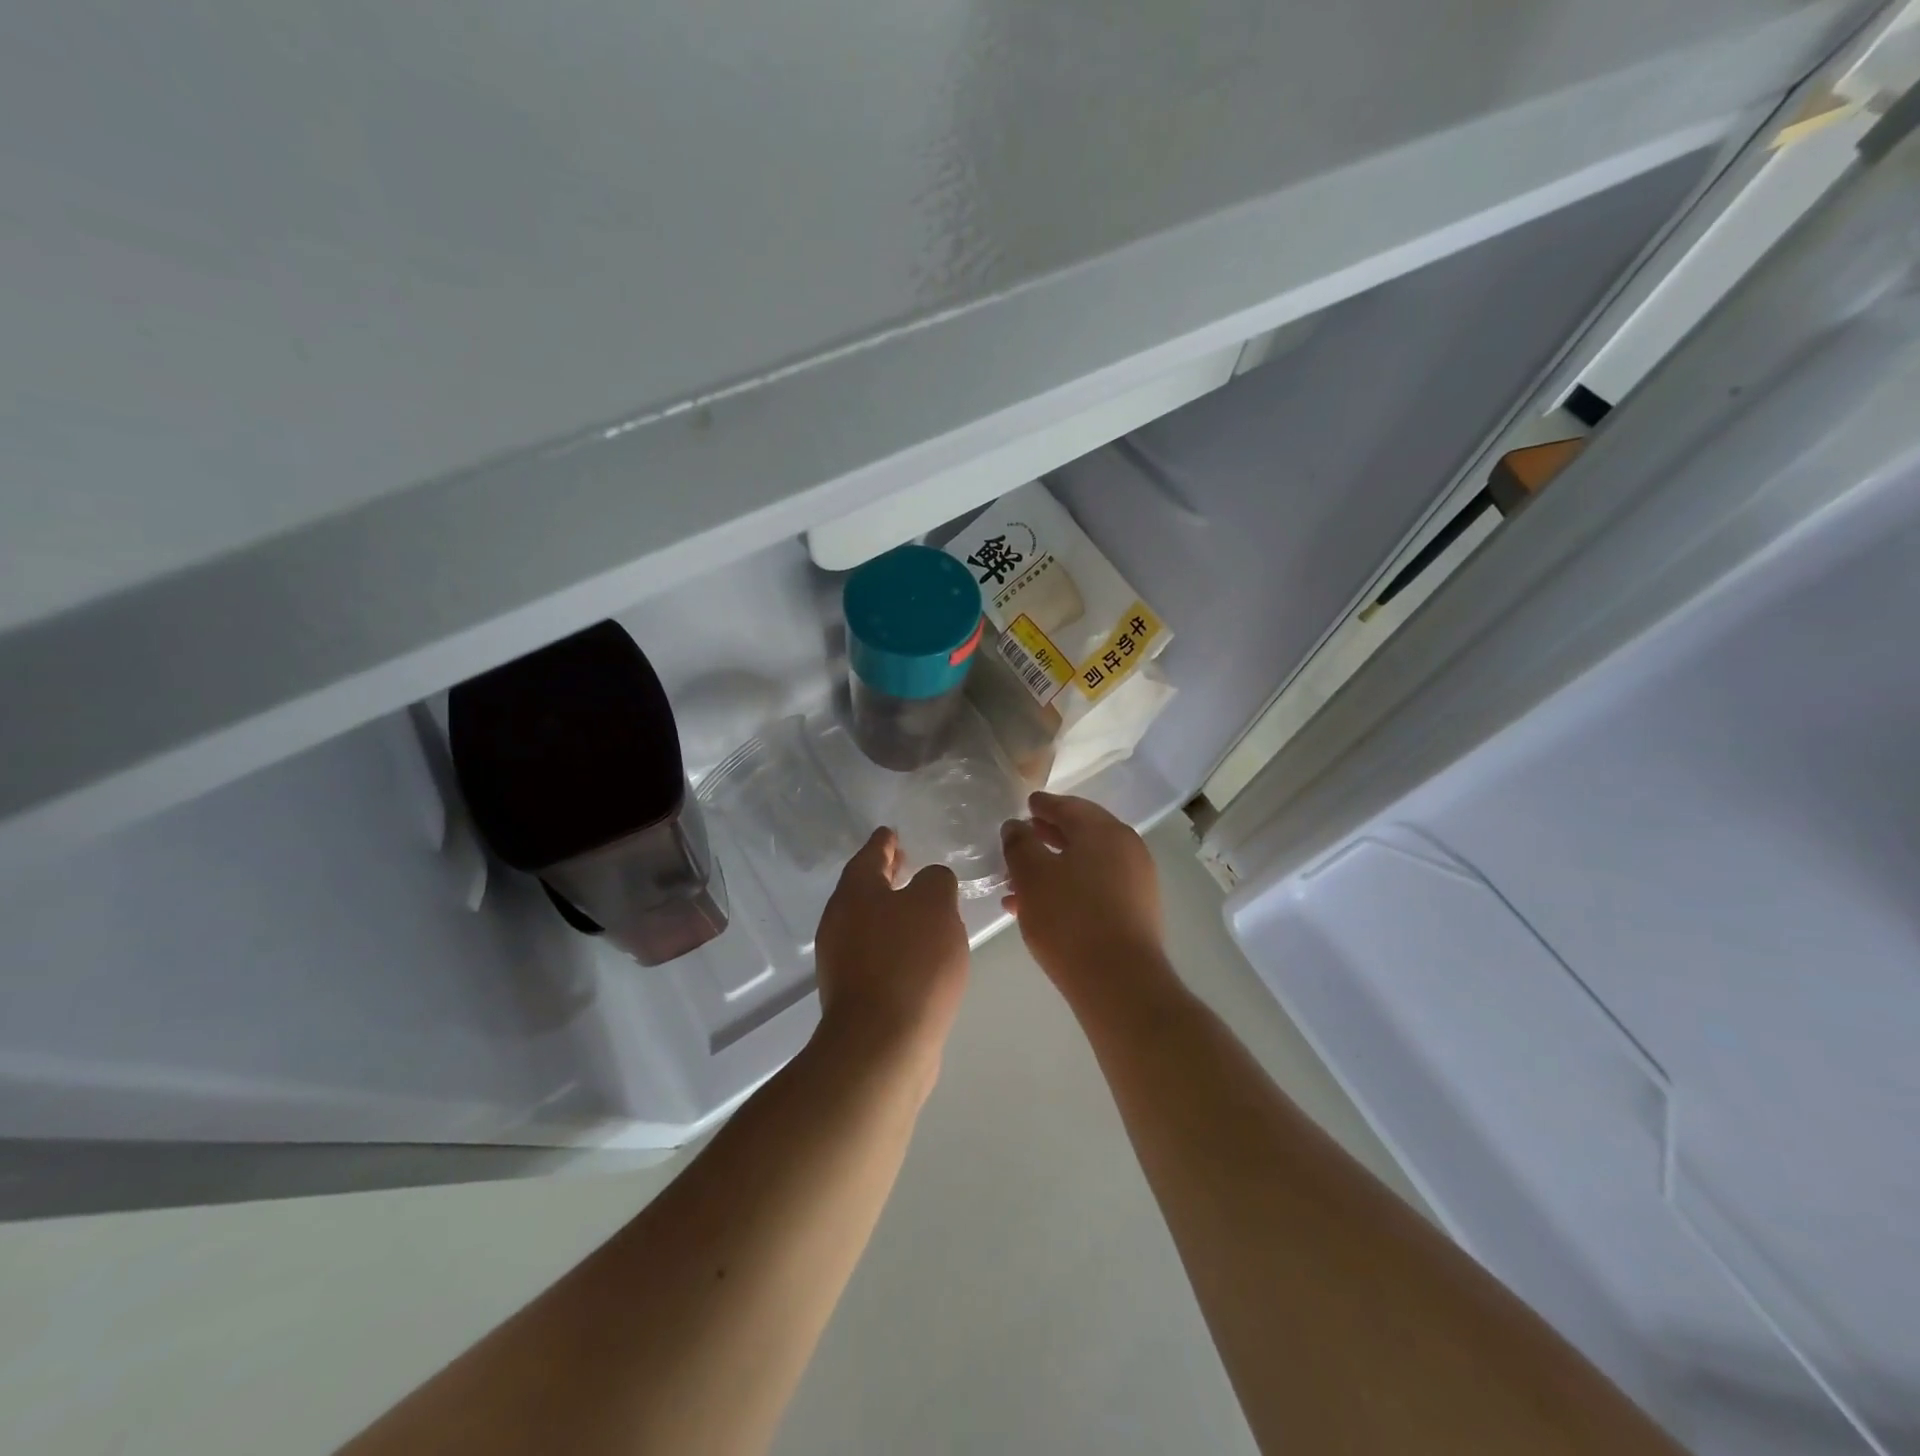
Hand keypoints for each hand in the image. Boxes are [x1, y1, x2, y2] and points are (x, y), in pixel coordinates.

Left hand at [815, 828, 970, 1069]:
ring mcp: (842, 960)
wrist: (883, 1044)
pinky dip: (894, 941)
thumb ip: (936, 881)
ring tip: (920, 907)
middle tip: (906, 862)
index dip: (884, 842)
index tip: (891, 832)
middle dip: (886, 874)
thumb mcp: (935, 905)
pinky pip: (875, 952)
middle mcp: (840, 921)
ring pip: (868, 921)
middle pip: (864, 888)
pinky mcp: (853, 993)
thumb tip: (930, 883)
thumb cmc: (910, 962)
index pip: (869, 854)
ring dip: (891, 910)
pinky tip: (918, 951)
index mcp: (855, 893)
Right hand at [1000, 793, 1165, 999]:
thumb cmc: (1070, 920)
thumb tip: (1016, 826)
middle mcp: (1127, 850)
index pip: (1070, 807)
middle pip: (1082, 834)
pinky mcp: (1136, 913)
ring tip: (1018, 884)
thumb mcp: (1032, 876)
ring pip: (1086, 865)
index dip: (1044, 805)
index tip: (1027, 804)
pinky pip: (1096, 888)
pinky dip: (1069, 889)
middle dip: (1047, 837)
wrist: (1120, 983)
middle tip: (1020, 840)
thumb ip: (1020, 844)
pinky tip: (1040, 910)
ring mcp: (1136, 883)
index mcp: (1105, 832)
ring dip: (1053, 868)